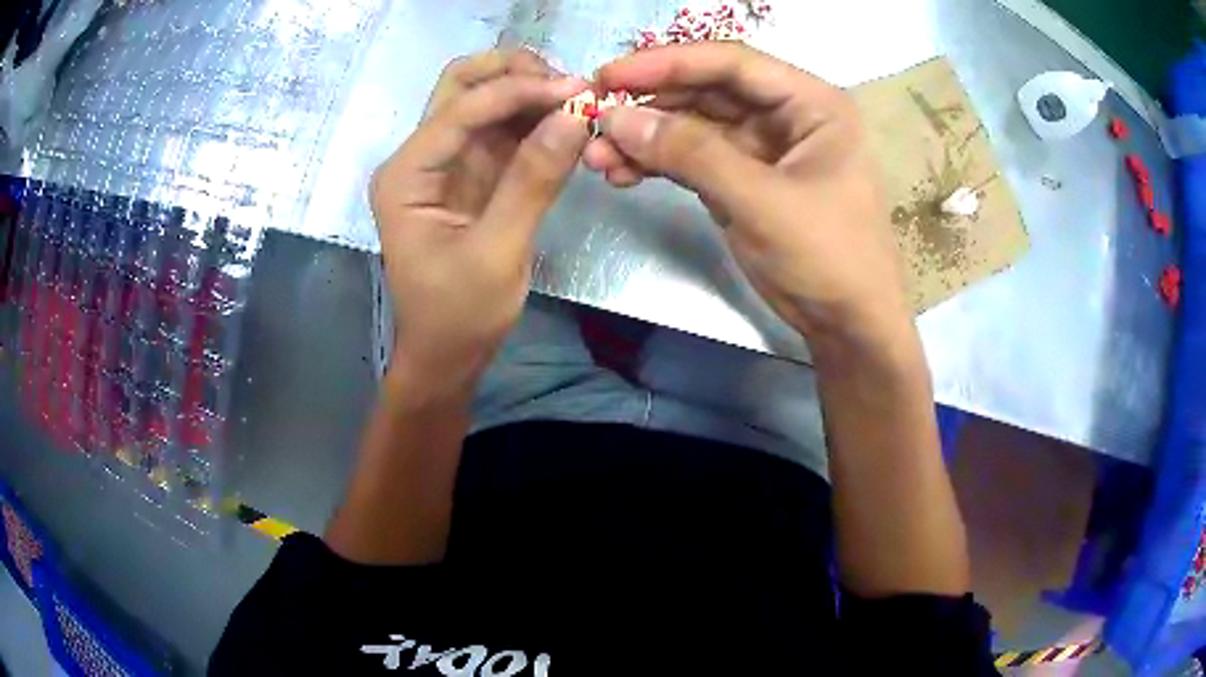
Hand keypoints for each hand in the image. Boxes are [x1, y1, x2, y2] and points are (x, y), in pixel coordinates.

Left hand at [370, 51, 588, 389]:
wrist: (446, 355)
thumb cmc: (459, 315)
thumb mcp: (496, 253)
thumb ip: (532, 181)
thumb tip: (575, 115)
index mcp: (406, 175)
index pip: (461, 109)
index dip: (518, 91)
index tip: (578, 90)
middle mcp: (420, 158)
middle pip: (461, 86)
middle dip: (514, 74)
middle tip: (569, 85)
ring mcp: (446, 164)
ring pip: (484, 101)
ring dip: (529, 92)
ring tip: (578, 101)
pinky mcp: (472, 176)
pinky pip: (503, 131)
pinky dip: (535, 120)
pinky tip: (568, 124)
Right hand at [588, 43, 911, 349]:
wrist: (847, 327)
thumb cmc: (827, 258)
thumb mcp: (761, 201)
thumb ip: (691, 153)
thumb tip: (616, 117)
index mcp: (811, 103)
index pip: (732, 63)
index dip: (668, 63)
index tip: (609, 75)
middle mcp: (787, 115)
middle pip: (707, 91)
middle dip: (649, 105)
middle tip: (592, 117)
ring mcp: (763, 149)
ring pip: (694, 127)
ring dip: (646, 138)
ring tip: (597, 156)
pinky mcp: (744, 181)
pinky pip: (693, 160)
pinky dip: (658, 165)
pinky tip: (621, 173)